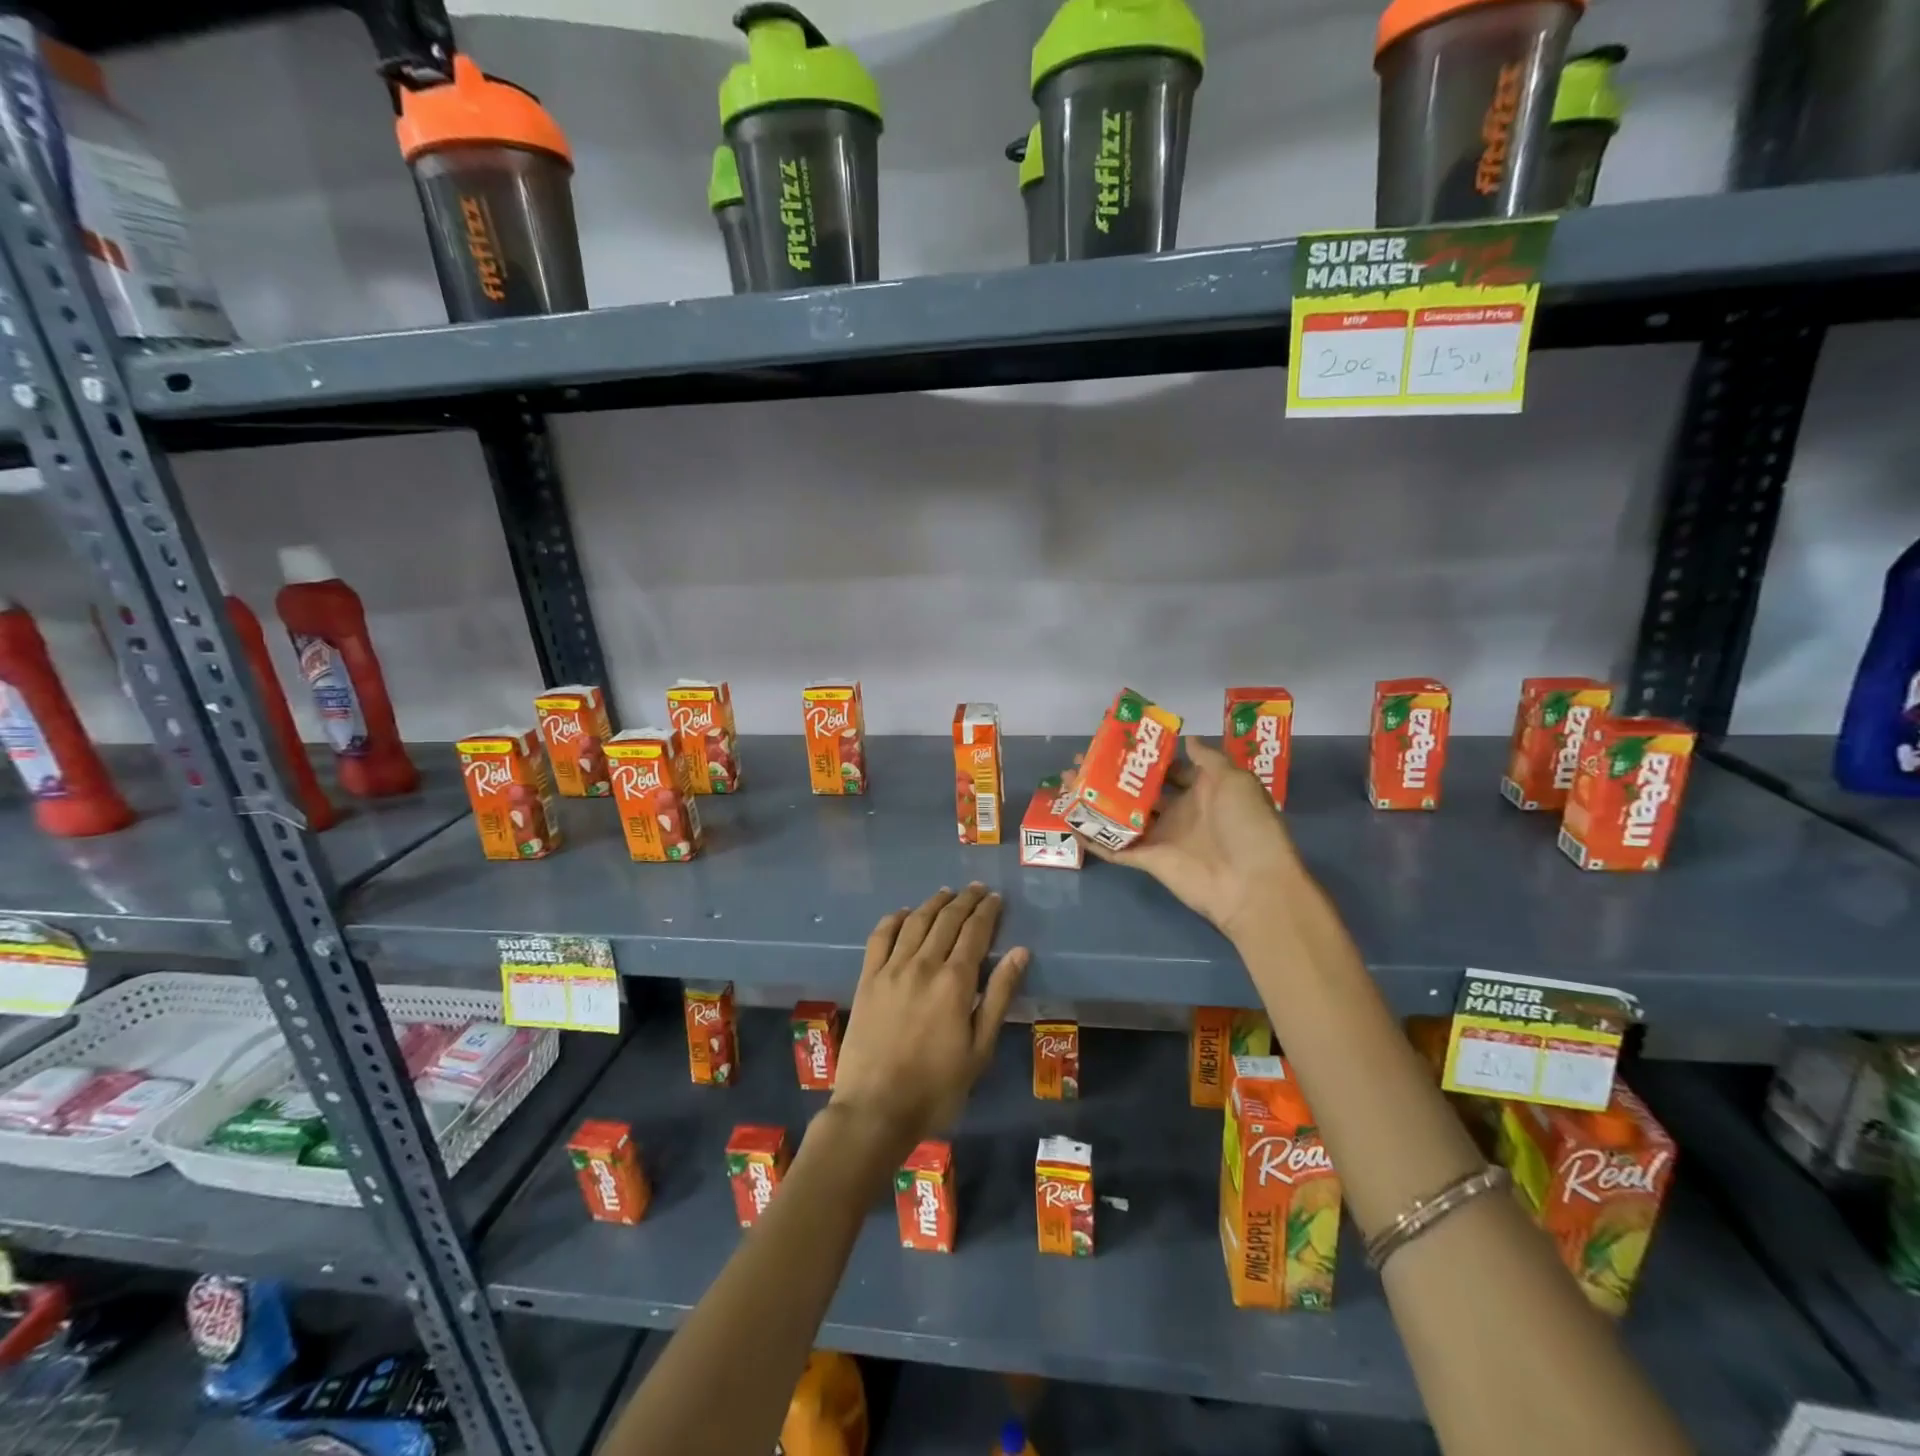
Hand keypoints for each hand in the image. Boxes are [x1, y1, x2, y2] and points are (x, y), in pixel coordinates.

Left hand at [828, 885, 1027, 1155]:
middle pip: (946, 920)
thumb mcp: (980, 1048)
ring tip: (946, 893)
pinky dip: (893, 919)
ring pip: (915, 922)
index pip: (975, 932)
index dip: (987, 911)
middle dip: (964, 901)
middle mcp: (923, 964)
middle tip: (976, 889)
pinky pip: (880, 937)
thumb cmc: (937, 1086)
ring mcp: (891, 969)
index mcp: (955, 982)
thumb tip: (1020, 952)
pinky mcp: (867, 979)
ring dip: (933, 904)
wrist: (876, 1108)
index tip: (995, 898)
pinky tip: (903, 913)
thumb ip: (998, 995)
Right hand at [1074, 737, 1299, 941]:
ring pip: (1121, 815)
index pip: (1169, 770)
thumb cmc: (1246, 825)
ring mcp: (1162, 837)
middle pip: (1139, 791)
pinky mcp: (1148, 860)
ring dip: (1096, 801)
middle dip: (1112, 776)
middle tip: (1082, 760)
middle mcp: (1180, 812)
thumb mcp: (1235, 780)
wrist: (1251, 883)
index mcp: (1203, 791)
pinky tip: (1070, 822)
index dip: (1144, 757)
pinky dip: (1094, 838)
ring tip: (1067, 782)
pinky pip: (1116, 847)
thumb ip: (1208, 758)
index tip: (1117, 743)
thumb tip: (1187, 737)